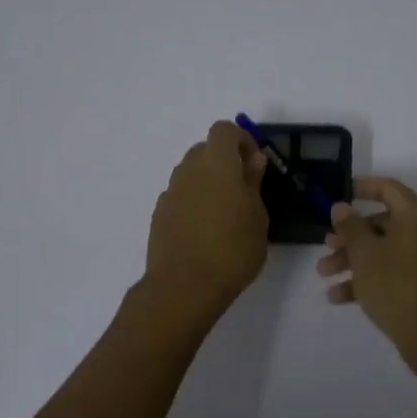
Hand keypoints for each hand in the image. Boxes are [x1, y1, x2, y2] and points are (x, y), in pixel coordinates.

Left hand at [145, 120, 270, 317]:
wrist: (184, 287)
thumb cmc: (232, 249)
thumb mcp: (257, 216)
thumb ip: (253, 182)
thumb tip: (253, 159)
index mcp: (216, 163)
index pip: (224, 130)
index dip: (241, 140)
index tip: (255, 163)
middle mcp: (188, 169)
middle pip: (205, 150)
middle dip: (224, 161)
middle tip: (243, 189)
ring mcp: (170, 192)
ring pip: (191, 173)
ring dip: (208, 181)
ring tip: (224, 213)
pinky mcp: (159, 214)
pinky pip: (180, 196)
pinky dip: (193, 201)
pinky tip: (204, 230)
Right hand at [316, 177, 416, 364]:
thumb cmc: (396, 284)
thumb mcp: (364, 253)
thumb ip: (350, 226)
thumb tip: (342, 207)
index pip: (388, 189)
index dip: (363, 188)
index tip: (340, 194)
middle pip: (382, 223)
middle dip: (350, 235)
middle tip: (326, 245)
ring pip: (384, 250)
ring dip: (353, 259)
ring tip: (324, 274)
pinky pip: (392, 272)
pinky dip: (368, 279)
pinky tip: (338, 297)